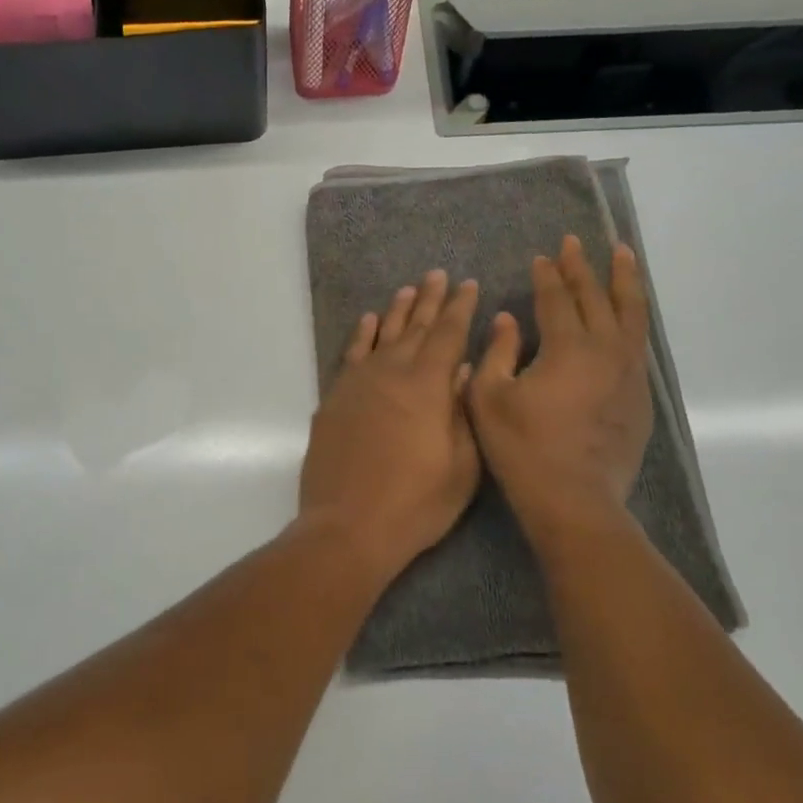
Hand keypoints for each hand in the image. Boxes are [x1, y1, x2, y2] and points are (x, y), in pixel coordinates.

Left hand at [300, 270, 481, 579]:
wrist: (348, 526)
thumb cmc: (416, 503)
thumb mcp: (462, 464)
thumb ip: (464, 411)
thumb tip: (464, 370)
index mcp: (428, 385)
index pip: (448, 334)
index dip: (460, 308)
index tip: (468, 285)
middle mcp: (391, 373)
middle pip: (414, 327)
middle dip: (430, 300)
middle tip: (438, 276)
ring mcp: (357, 384)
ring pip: (380, 336)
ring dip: (396, 312)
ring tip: (408, 290)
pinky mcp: (334, 400)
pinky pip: (350, 356)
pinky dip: (360, 336)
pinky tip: (368, 323)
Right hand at [467, 235, 651, 538]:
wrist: (574, 500)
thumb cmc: (522, 449)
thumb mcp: (488, 398)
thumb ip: (497, 352)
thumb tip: (507, 320)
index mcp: (567, 347)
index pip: (557, 298)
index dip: (548, 275)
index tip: (542, 256)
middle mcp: (606, 350)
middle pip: (597, 297)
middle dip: (584, 267)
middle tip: (576, 242)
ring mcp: (629, 372)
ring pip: (631, 314)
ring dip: (624, 281)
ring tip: (623, 255)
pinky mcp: (640, 395)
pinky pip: (639, 343)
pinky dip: (633, 318)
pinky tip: (627, 315)